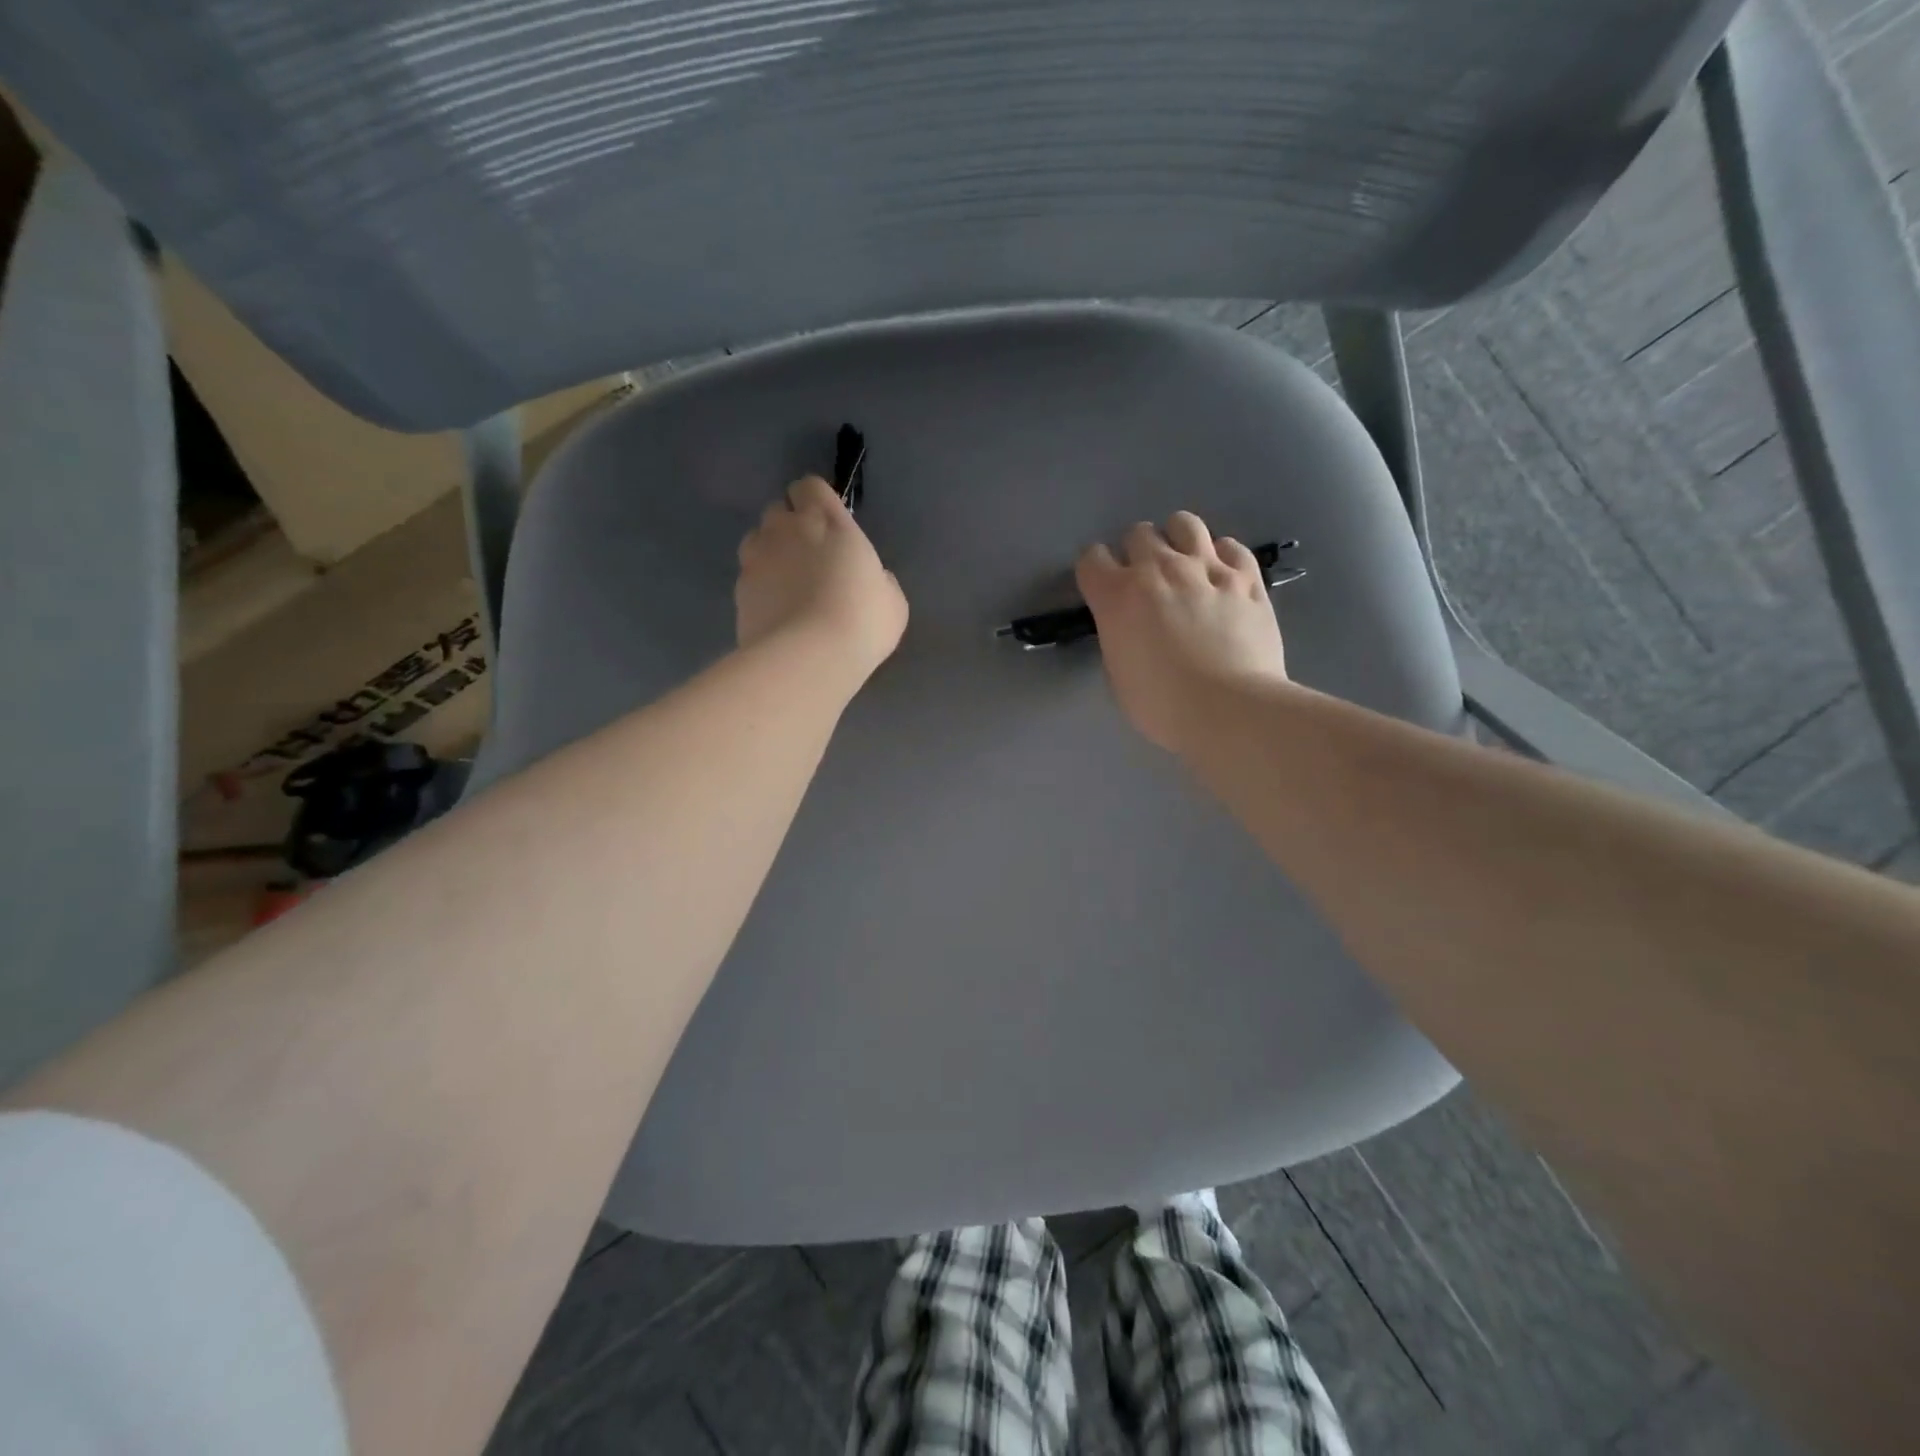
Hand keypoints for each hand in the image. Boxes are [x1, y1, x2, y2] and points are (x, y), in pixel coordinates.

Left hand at [735, 475, 907, 686]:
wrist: (809, 658)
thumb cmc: (862, 622)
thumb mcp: (891, 599)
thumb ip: (877, 577)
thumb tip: (869, 579)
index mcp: (829, 522)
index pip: (810, 486)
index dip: (816, 501)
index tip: (828, 524)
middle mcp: (787, 530)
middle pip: (778, 510)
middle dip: (790, 526)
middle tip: (809, 557)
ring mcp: (757, 558)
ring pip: (756, 539)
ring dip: (770, 552)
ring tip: (787, 583)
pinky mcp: (738, 590)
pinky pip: (748, 576)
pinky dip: (759, 586)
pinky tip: (775, 611)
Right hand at [1076, 512, 1288, 752]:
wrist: (1229, 708)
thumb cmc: (1163, 704)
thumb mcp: (1119, 674)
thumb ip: (1119, 636)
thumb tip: (1131, 626)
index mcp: (1118, 596)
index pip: (1092, 559)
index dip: (1096, 571)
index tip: (1103, 588)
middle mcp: (1158, 569)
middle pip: (1138, 533)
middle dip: (1136, 552)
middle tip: (1146, 580)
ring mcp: (1206, 568)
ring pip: (1184, 523)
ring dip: (1177, 539)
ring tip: (1183, 563)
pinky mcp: (1246, 577)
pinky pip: (1231, 546)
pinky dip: (1222, 556)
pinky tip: (1222, 575)